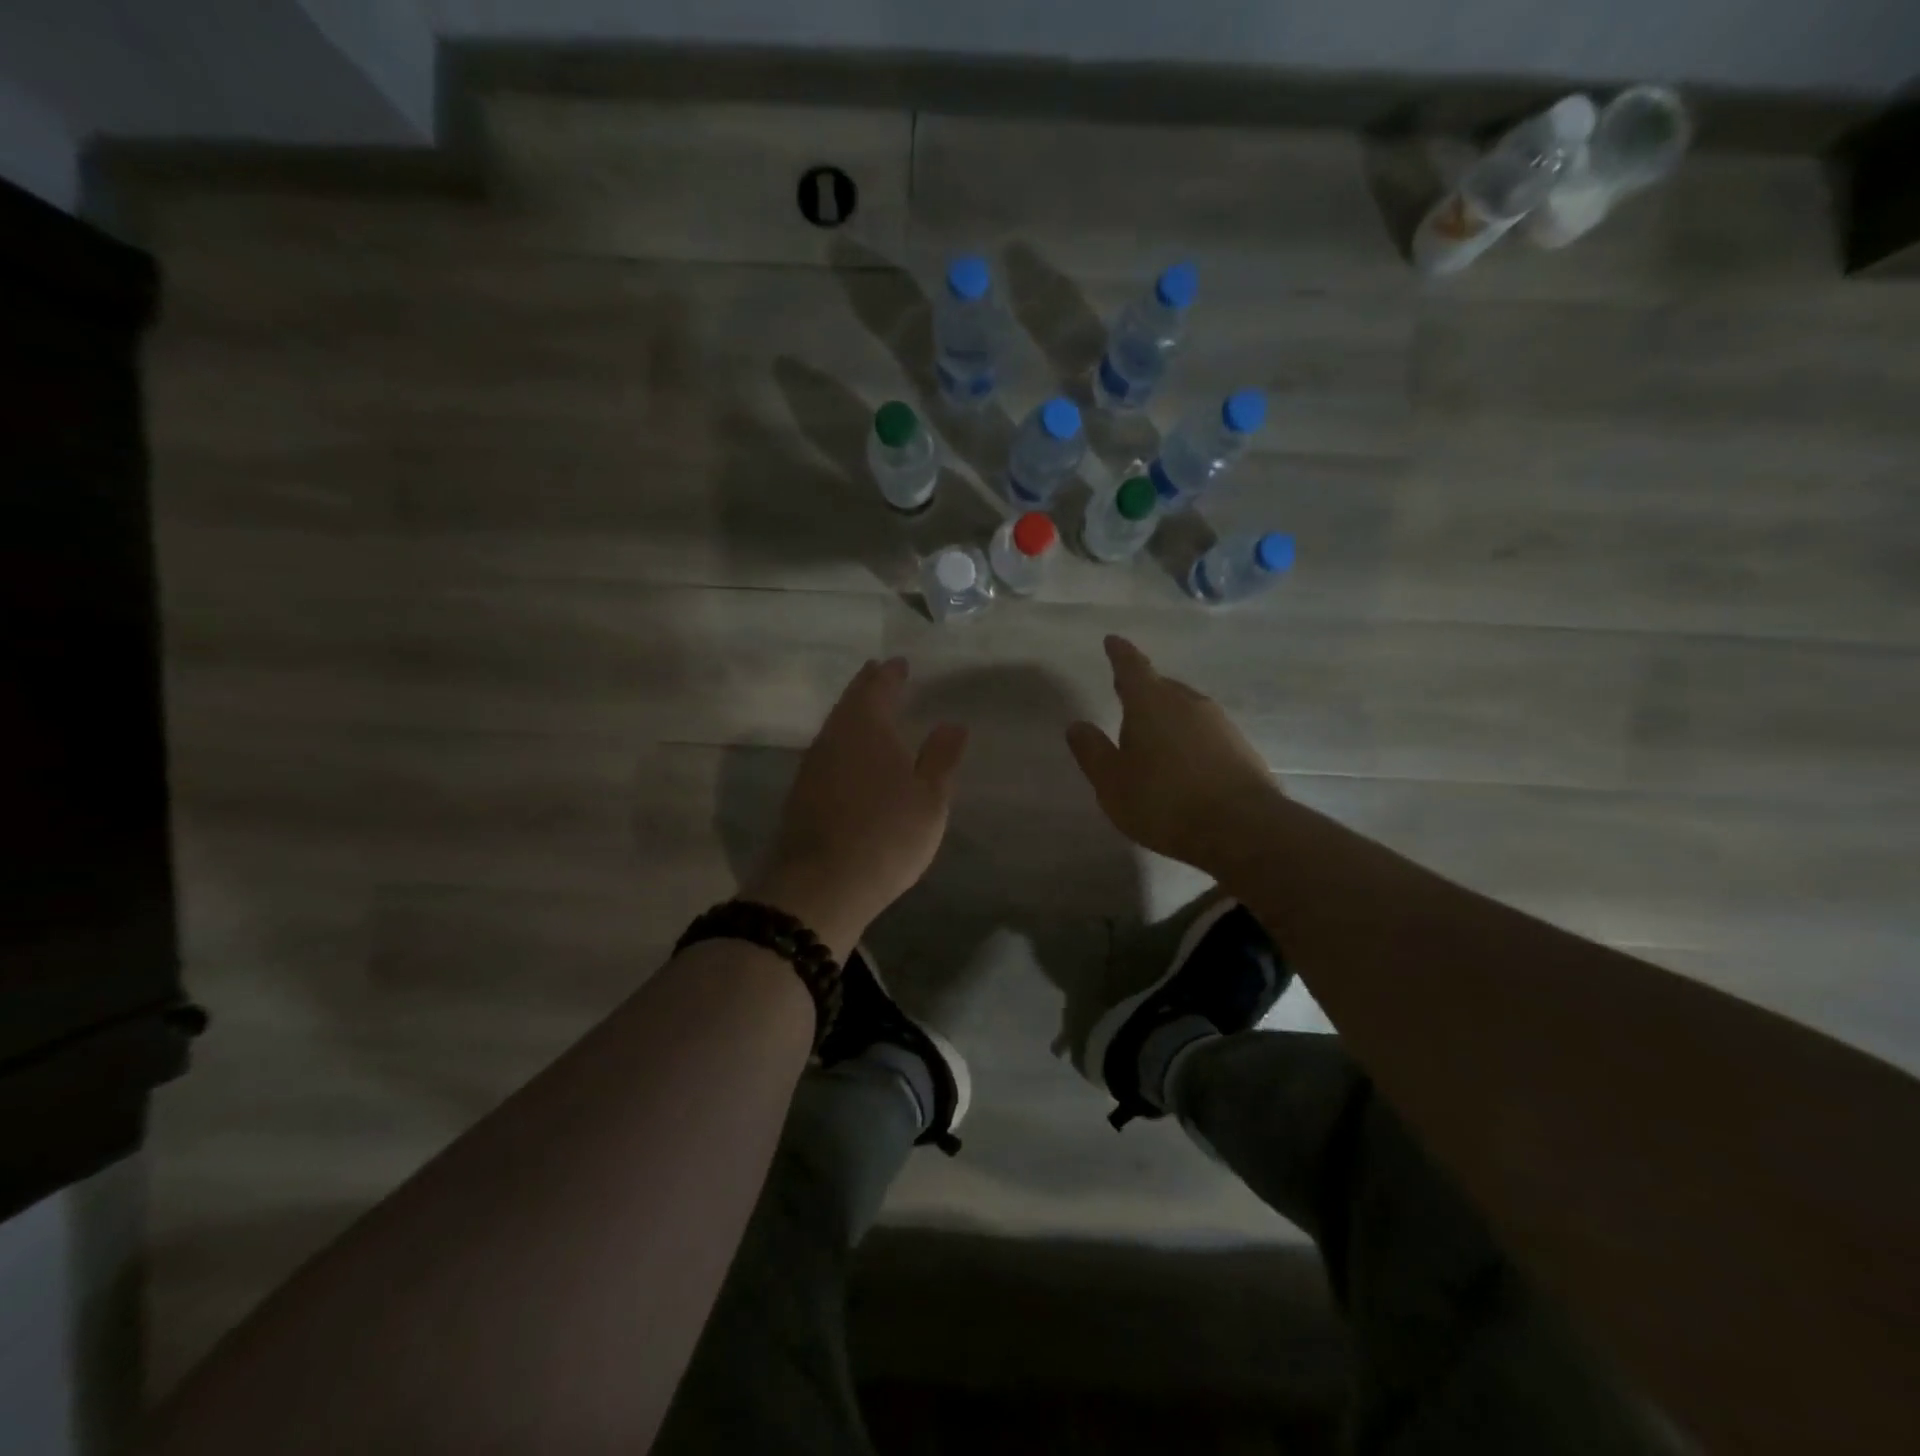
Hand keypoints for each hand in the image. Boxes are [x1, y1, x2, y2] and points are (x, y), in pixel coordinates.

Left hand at [747, 657, 968, 959]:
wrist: (821, 884)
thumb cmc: (886, 835)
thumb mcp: (929, 798)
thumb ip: (941, 758)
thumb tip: (953, 723)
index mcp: (867, 727)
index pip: (878, 688)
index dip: (890, 674)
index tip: (898, 663)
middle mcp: (834, 738)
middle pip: (850, 703)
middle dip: (867, 687)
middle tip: (879, 674)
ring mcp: (813, 766)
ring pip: (836, 727)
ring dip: (853, 714)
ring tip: (868, 710)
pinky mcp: (802, 794)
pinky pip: (827, 751)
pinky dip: (843, 742)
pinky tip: (850, 756)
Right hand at [1065, 635, 1279, 871]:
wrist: (1241, 828)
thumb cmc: (1163, 801)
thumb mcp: (1112, 782)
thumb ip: (1092, 751)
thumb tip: (1077, 725)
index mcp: (1150, 703)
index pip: (1131, 667)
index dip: (1119, 654)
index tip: (1112, 641)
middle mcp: (1187, 702)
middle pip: (1160, 686)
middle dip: (1142, 688)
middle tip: (1124, 692)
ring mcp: (1219, 723)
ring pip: (1185, 708)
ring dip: (1166, 714)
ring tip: (1152, 733)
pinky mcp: (1240, 747)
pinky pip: (1204, 731)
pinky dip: (1188, 737)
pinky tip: (1183, 761)